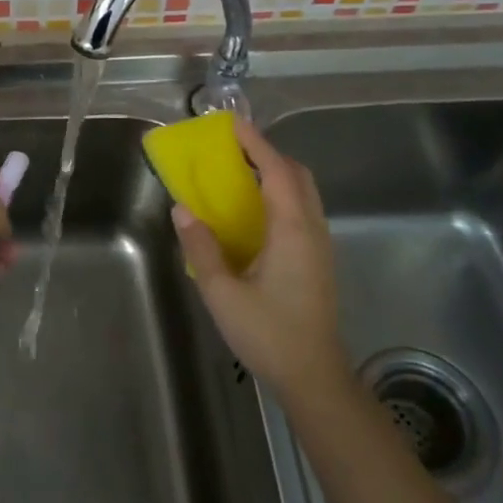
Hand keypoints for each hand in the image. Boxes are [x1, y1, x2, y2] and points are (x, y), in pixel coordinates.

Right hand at [171, 121, 346, 399]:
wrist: (315, 377)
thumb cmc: (269, 334)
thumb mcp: (223, 293)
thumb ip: (202, 249)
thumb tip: (183, 209)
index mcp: (292, 230)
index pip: (276, 171)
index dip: (256, 143)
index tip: (232, 124)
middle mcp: (311, 229)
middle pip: (297, 175)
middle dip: (268, 154)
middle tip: (234, 149)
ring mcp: (319, 244)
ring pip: (303, 192)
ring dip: (276, 173)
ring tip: (240, 173)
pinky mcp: (318, 259)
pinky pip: (301, 210)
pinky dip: (280, 194)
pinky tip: (255, 212)